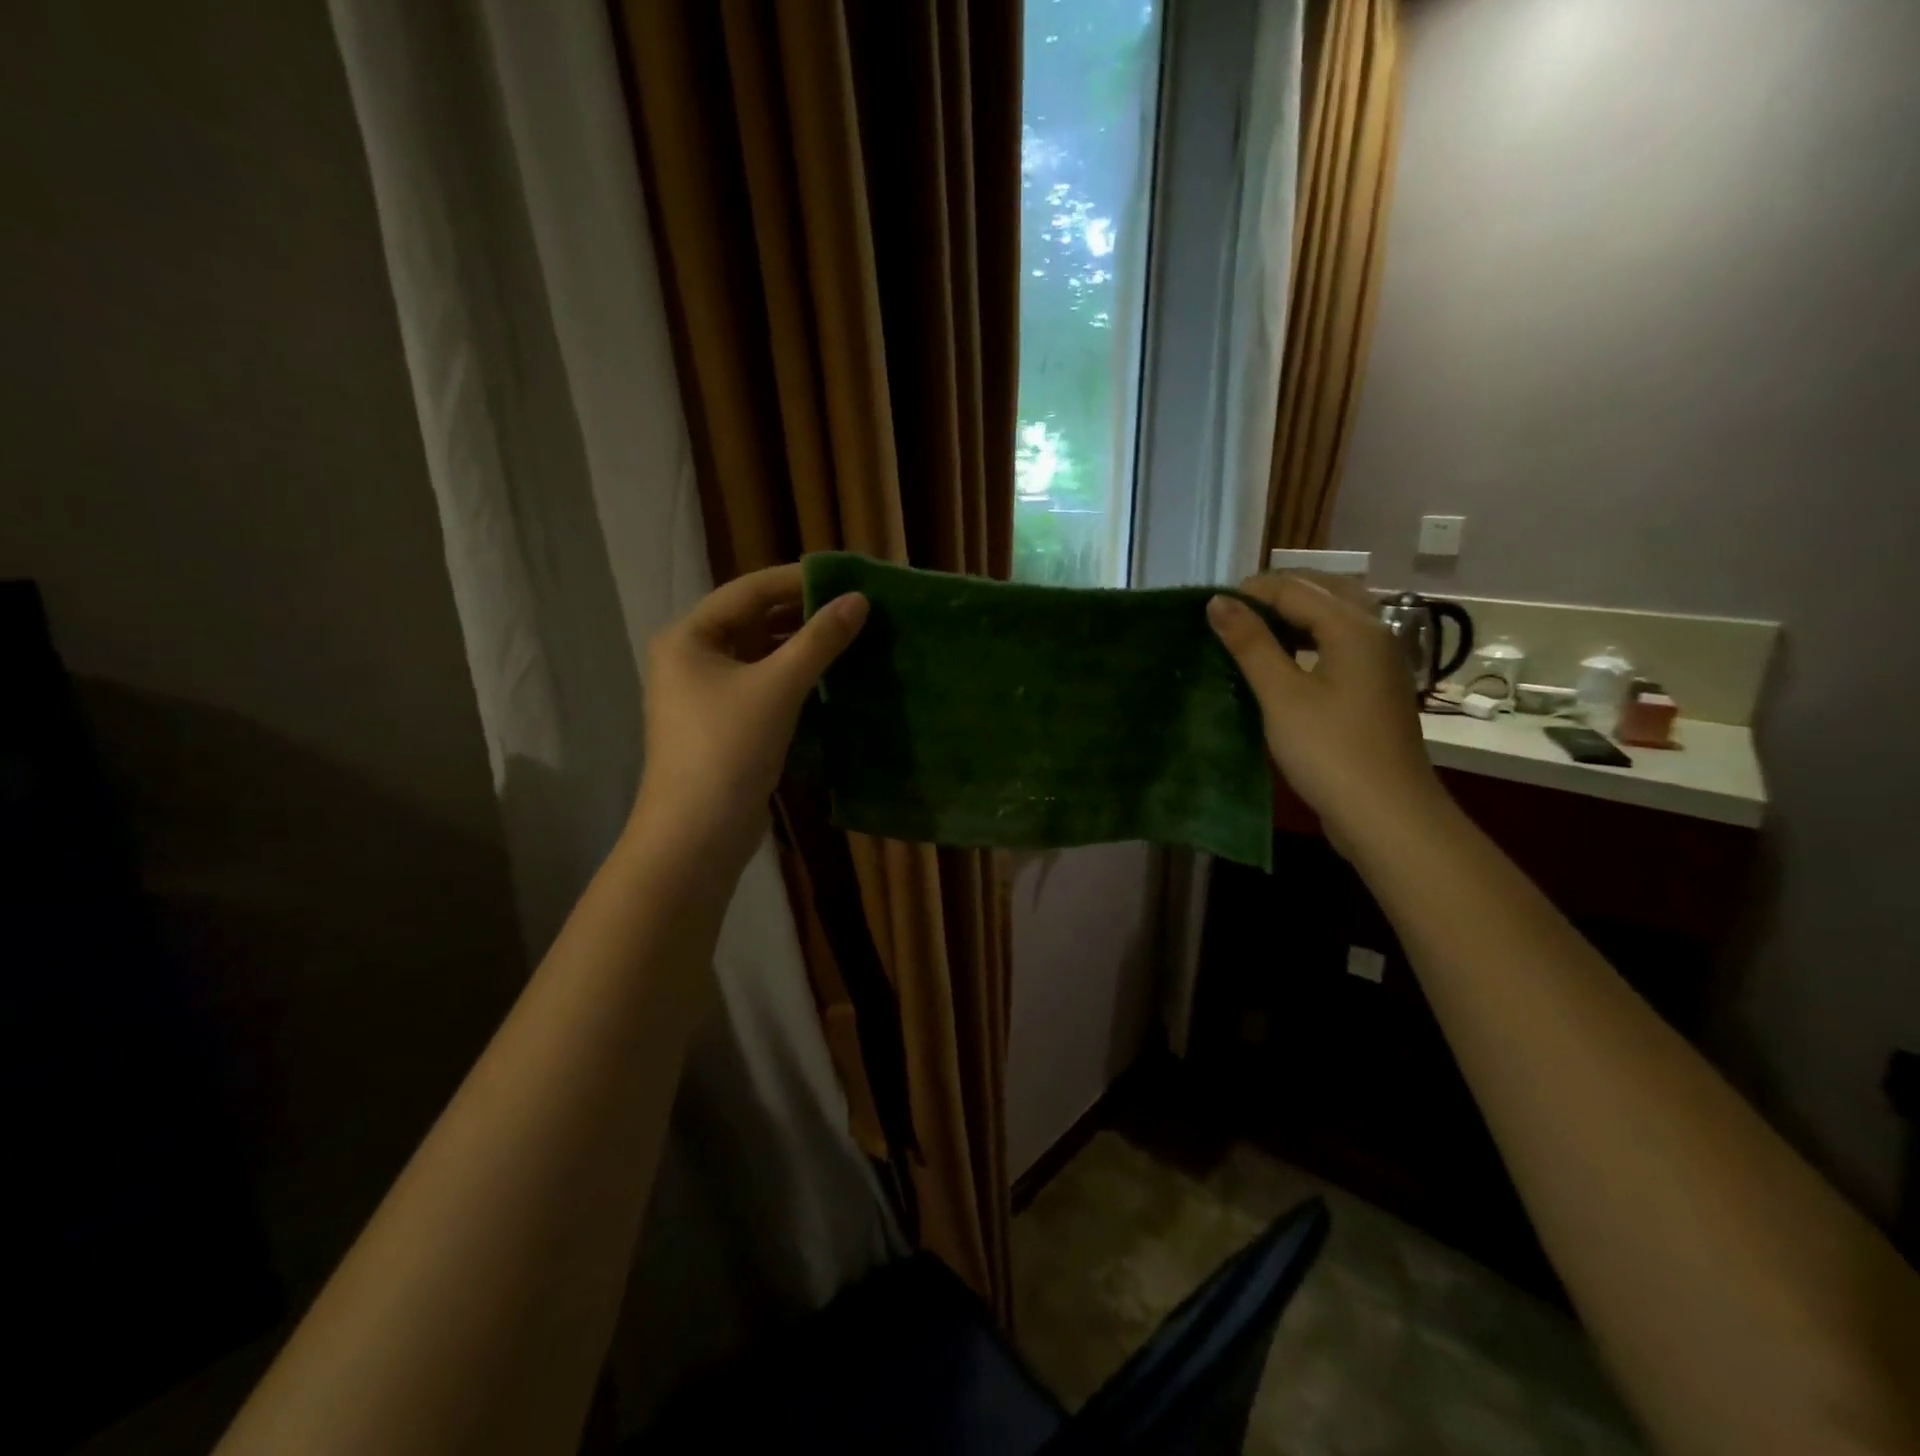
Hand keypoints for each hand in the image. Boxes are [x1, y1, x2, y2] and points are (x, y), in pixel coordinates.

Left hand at [631, 564, 866, 870]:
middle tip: (856, 607)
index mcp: (690, 637)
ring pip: (762, 656)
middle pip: (754, 621)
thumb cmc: (728, 749)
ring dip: (803, 647)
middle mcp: (693, 658)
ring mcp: (708, 694)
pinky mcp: (727, 724)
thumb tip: (858, 600)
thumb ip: (819, 640)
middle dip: (803, 613)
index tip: (846, 575)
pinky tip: (833, 677)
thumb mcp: (777, 687)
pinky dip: (796, 678)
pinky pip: (765, 686)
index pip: (749, 591)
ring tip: (853, 637)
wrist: (697, 835)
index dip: (798, 579)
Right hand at [1207, 573, 1452, 854]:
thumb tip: (1218, 602)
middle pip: (1323, 591)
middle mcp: (1375, 632)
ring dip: (1296, 615)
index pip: (1295, 588)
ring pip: (1336, 617)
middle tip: (1232, 615)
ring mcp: (1382, 660)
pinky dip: (1311, 639)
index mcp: (1353, 626)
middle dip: (1277, 594)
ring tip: (1253, 632)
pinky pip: (1342, 643)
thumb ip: (1250, 643)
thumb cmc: (1329, 751)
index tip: (1210, 607)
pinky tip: (1286, 661)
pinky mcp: (1377, 687)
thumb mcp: (1281, 695)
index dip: (1250, 591)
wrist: (1387, 814)